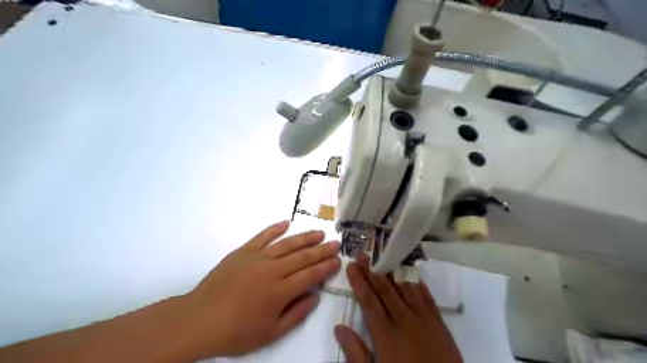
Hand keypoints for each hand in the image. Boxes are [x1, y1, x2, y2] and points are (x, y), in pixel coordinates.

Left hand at [177, 220, 338, 357]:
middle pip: (303, 257)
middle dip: (322, 250)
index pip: (311, 275)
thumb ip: (296, 313)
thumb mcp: (271, 333)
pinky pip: (263, 236)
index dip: (326, 267)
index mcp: (280, 291)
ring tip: (319, 233)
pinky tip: (287, 223)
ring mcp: (257, 257)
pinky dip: (275, 228)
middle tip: (336, 243)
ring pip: (287, 244)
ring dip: (306, 237)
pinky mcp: (243, 251)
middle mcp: (272, 270)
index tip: (338, 260)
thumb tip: (315, 296)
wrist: (200, 319)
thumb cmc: (236, 331)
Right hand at [336, 253, 461, 361]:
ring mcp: (424, 319)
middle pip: (385, 290)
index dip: (359, 282)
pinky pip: (426, 297)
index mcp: (386, 334)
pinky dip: (417, 284)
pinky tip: (411, 275)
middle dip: (372, 271)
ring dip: (392, 272)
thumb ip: (356, 353)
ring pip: (405, 288)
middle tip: (363, 255)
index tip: (351, 266)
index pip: (369, 301)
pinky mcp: (439, 323)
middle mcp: (404, 320)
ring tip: (382, 258)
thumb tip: (339, 328)